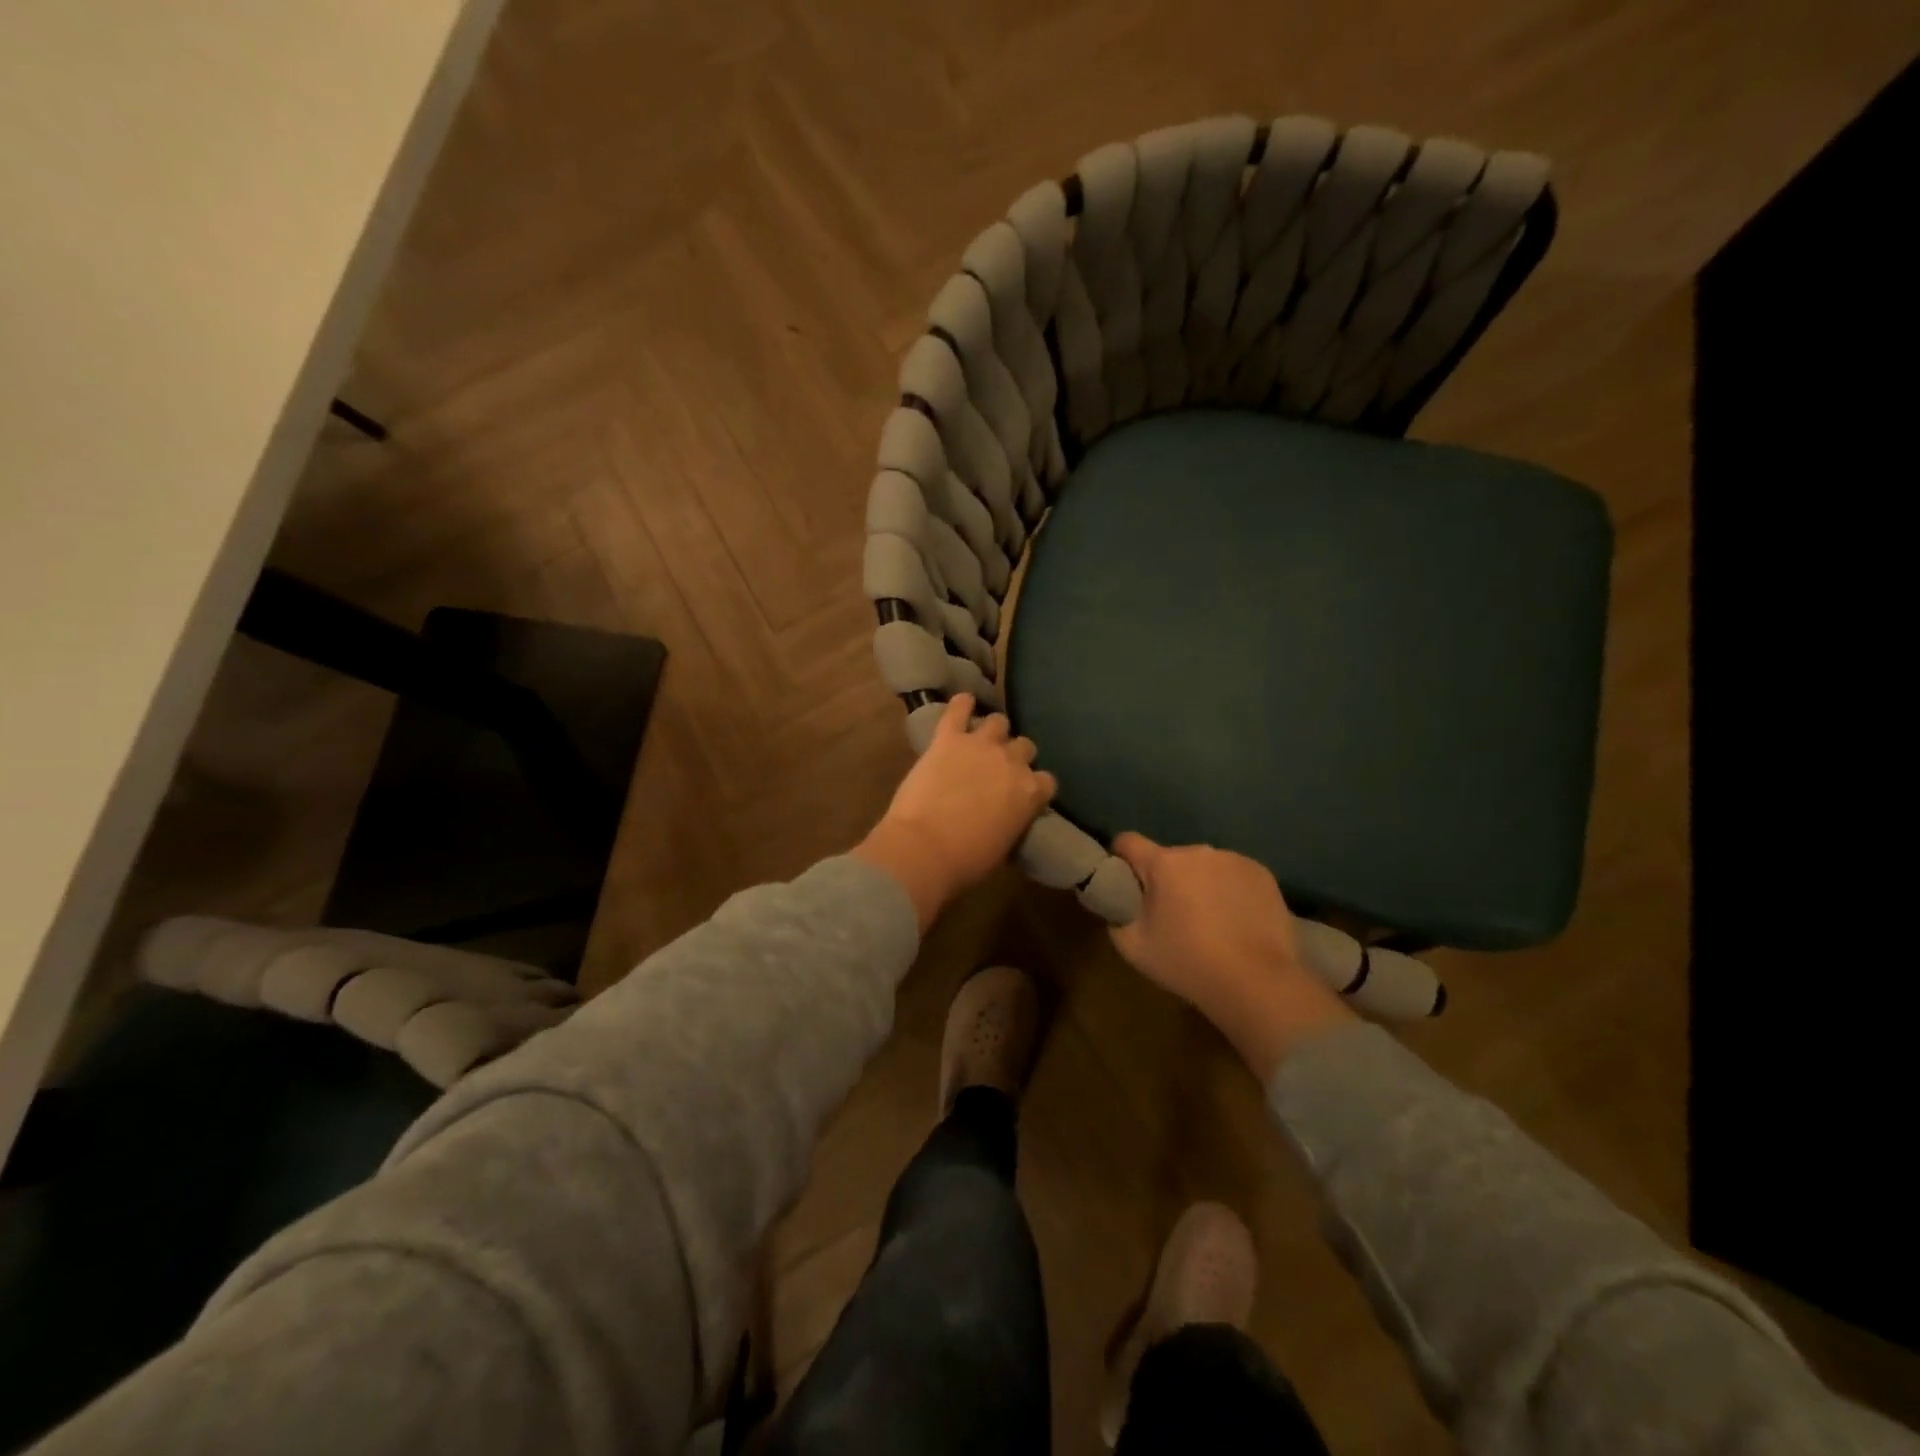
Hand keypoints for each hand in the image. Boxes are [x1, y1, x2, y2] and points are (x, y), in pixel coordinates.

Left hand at [854, 694, 1056, 929]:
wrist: (925, 849)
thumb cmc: (966, 861)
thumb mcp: (1003, 846)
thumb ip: (1012, 821)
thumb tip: (1007, 817)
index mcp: (1030, 793)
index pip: (1045, 780)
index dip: (1033, 785)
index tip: (1022, 793)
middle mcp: (1012, 762)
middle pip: (1024, 746)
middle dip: (1014, 756)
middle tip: (997, 769)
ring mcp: (980, 746)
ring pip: (998, 722)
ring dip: (992, 731)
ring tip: (980, 740)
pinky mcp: (948, 738)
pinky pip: (958, 709)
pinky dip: (961, 704)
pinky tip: (962, 703)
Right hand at [1109, 833, 1354, 1080]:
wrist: (1258, 983)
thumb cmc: (1188, 963)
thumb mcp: (1133, 947)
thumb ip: (1115, 915)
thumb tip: (1117, 901)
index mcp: (1163, 863)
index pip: (1128, 841)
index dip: (1120, 858)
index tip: (1125, 881)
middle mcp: (1198, 851)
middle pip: (1169, 857)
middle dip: (1165, 878)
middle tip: (1171, 914)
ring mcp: (1234, 859)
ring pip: (1203, 866)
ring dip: (1199, 883)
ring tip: (1210, 920)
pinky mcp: (1262, 873)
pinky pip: (1233, 874)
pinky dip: (1229, 889)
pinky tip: (1236, 920)